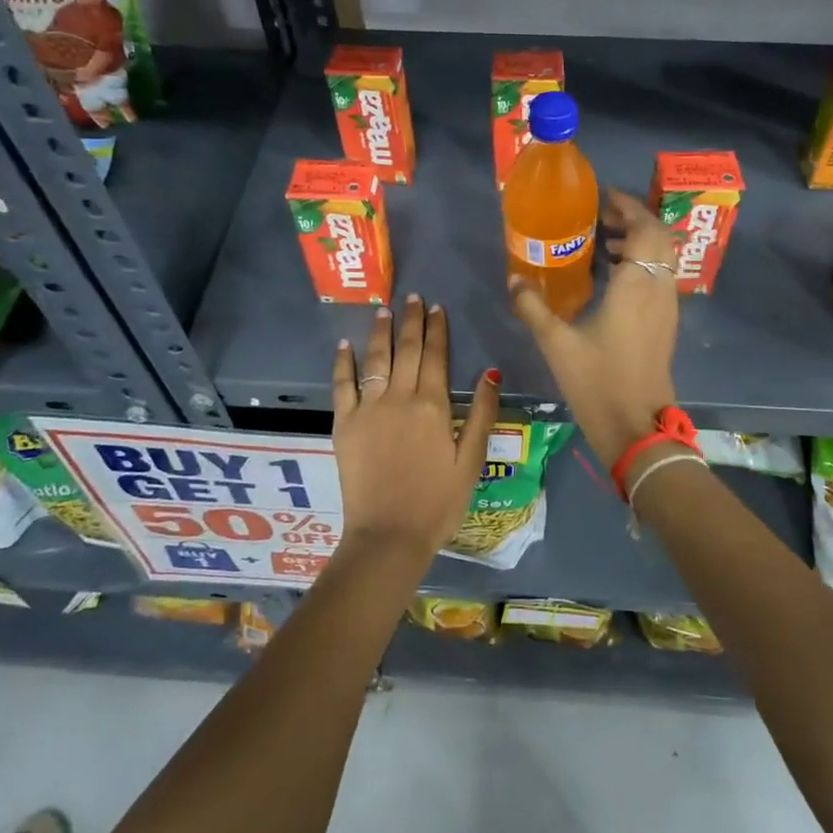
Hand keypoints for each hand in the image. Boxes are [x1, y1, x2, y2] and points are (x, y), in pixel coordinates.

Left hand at [331, 294, 500, 559]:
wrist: (388, 535)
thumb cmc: (438, 503)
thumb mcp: (471, 461)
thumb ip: (481, 413)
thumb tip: (490, 372)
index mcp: (433, 406)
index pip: (436, 357)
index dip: (437, 330)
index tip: (436, 308)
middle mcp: (400, 398)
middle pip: (406, 350)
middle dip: (410, 321)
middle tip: (412, 297)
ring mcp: (368, 409)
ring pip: (375, 360)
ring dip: (380, 332)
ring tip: (383, 309)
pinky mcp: (344, 425)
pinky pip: (342, 385)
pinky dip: (343, 363)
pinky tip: (344, 345)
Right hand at [510, 189, 678, 470]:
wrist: (637, 426)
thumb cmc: (598, 381)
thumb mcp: (557, 343)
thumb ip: (533, 308)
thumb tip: (514, 280)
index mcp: (636, 285)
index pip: (644, 228)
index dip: (627, 207)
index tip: (602, 198)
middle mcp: (658, 289)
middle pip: (658, 237)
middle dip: (633, 219)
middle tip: (600, 217)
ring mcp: (666, 307)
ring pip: (662, 257)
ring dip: (639, 241)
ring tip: (602, 243)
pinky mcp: (665, 324)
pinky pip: (659, 277)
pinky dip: (642, 264)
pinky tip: (612, 278)